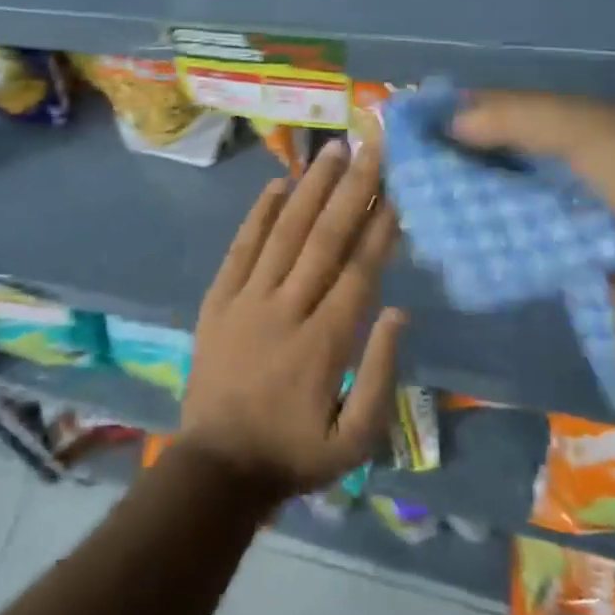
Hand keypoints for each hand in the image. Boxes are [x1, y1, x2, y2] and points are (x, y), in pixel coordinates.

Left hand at [178, 137, 405, 499]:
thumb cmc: (294, 454)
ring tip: (331, 151)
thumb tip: (398, 312)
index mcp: (323, 343)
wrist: (216, 468)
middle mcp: (286, 309)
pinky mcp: (218, 300)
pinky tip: (277, 184)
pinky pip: (240, 248)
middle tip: (369, 147)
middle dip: (351, 190)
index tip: (396, 189)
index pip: (358, 271)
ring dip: (309, 188)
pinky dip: (259, 215)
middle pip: (324, 239)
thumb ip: (380, 374)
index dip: (379, 227)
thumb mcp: (355, 440)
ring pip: (284, 233)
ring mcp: (247, 300)